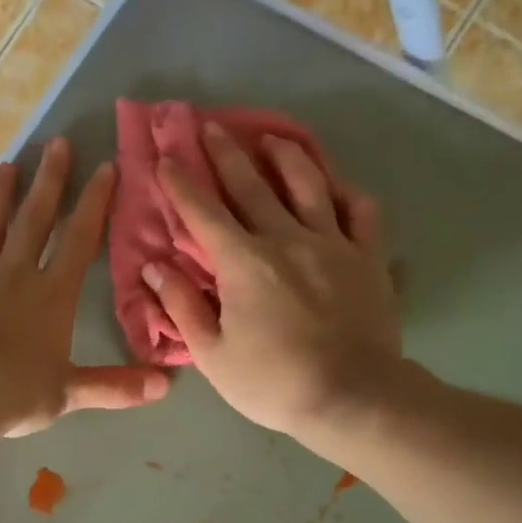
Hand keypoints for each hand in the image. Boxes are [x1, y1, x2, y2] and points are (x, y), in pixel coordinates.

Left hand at [0, 137, 168, 437]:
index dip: (94, 203)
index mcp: (51, 296)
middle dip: (49, 180)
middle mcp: (13, 274)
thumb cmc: (14, 393)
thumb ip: (115, 386)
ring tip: (6, 166)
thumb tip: (166, 384)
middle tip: (56, 142)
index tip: (105, 167)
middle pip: (34, 220)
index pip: (79, 241)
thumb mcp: (69, 393)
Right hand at [143, 123, 410, 447]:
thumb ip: (182, 306)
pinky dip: (346, 191)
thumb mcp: (213, 354)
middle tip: (209, 126)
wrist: (352, 397)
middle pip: (252, 184)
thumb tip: (154, 268)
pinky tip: (335, 185)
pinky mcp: (368, 256)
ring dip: (286, 156)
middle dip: (226, 153)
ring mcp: (332, 242)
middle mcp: (286, 238)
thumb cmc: (273, 382)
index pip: (204, 212)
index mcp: (243, 262)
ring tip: (272, 139)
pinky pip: (360, 210)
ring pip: (308, 184)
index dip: (181, 183)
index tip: (165, 157)